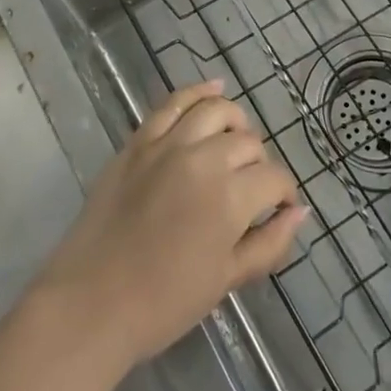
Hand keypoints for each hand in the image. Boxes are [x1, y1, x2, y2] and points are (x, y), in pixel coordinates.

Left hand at [35, 80, 306, 370]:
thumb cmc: (164, 302)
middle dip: (259, 165)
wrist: (91, 303)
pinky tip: (214, 88)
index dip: (284, 194)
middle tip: (250, 190)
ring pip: (216, 110)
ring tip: (235, 141)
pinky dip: (198, 92)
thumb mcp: (227, 280)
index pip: (274, 178)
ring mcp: (167, 144)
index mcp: (230, 198)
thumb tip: (299, 212)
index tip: (279, 209)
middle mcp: (203, 159)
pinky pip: (173, 103)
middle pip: (249, 143)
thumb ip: (270, 243)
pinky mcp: (139, 141)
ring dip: (235, 123)